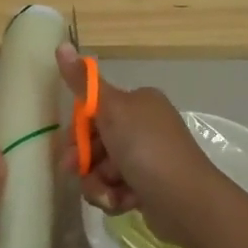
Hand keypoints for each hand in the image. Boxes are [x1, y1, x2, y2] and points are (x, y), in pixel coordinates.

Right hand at [55, 44, 222, 237]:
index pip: (94, 112)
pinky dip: (115, 197)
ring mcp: (147, 158)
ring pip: (102, 170)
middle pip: (95, 143)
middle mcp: (143, 126)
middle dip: (85, 163)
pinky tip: (124, 202)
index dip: (77, 132)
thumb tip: (62, 45)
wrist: (186, 200)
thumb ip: (83, 83)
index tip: (70, 149)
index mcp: (138, 103)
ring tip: (111, 194)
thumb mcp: (112, 110)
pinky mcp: (148, 186)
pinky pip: (116, 189)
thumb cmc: (147, 149)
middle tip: (79, 173)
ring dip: (99, 184)